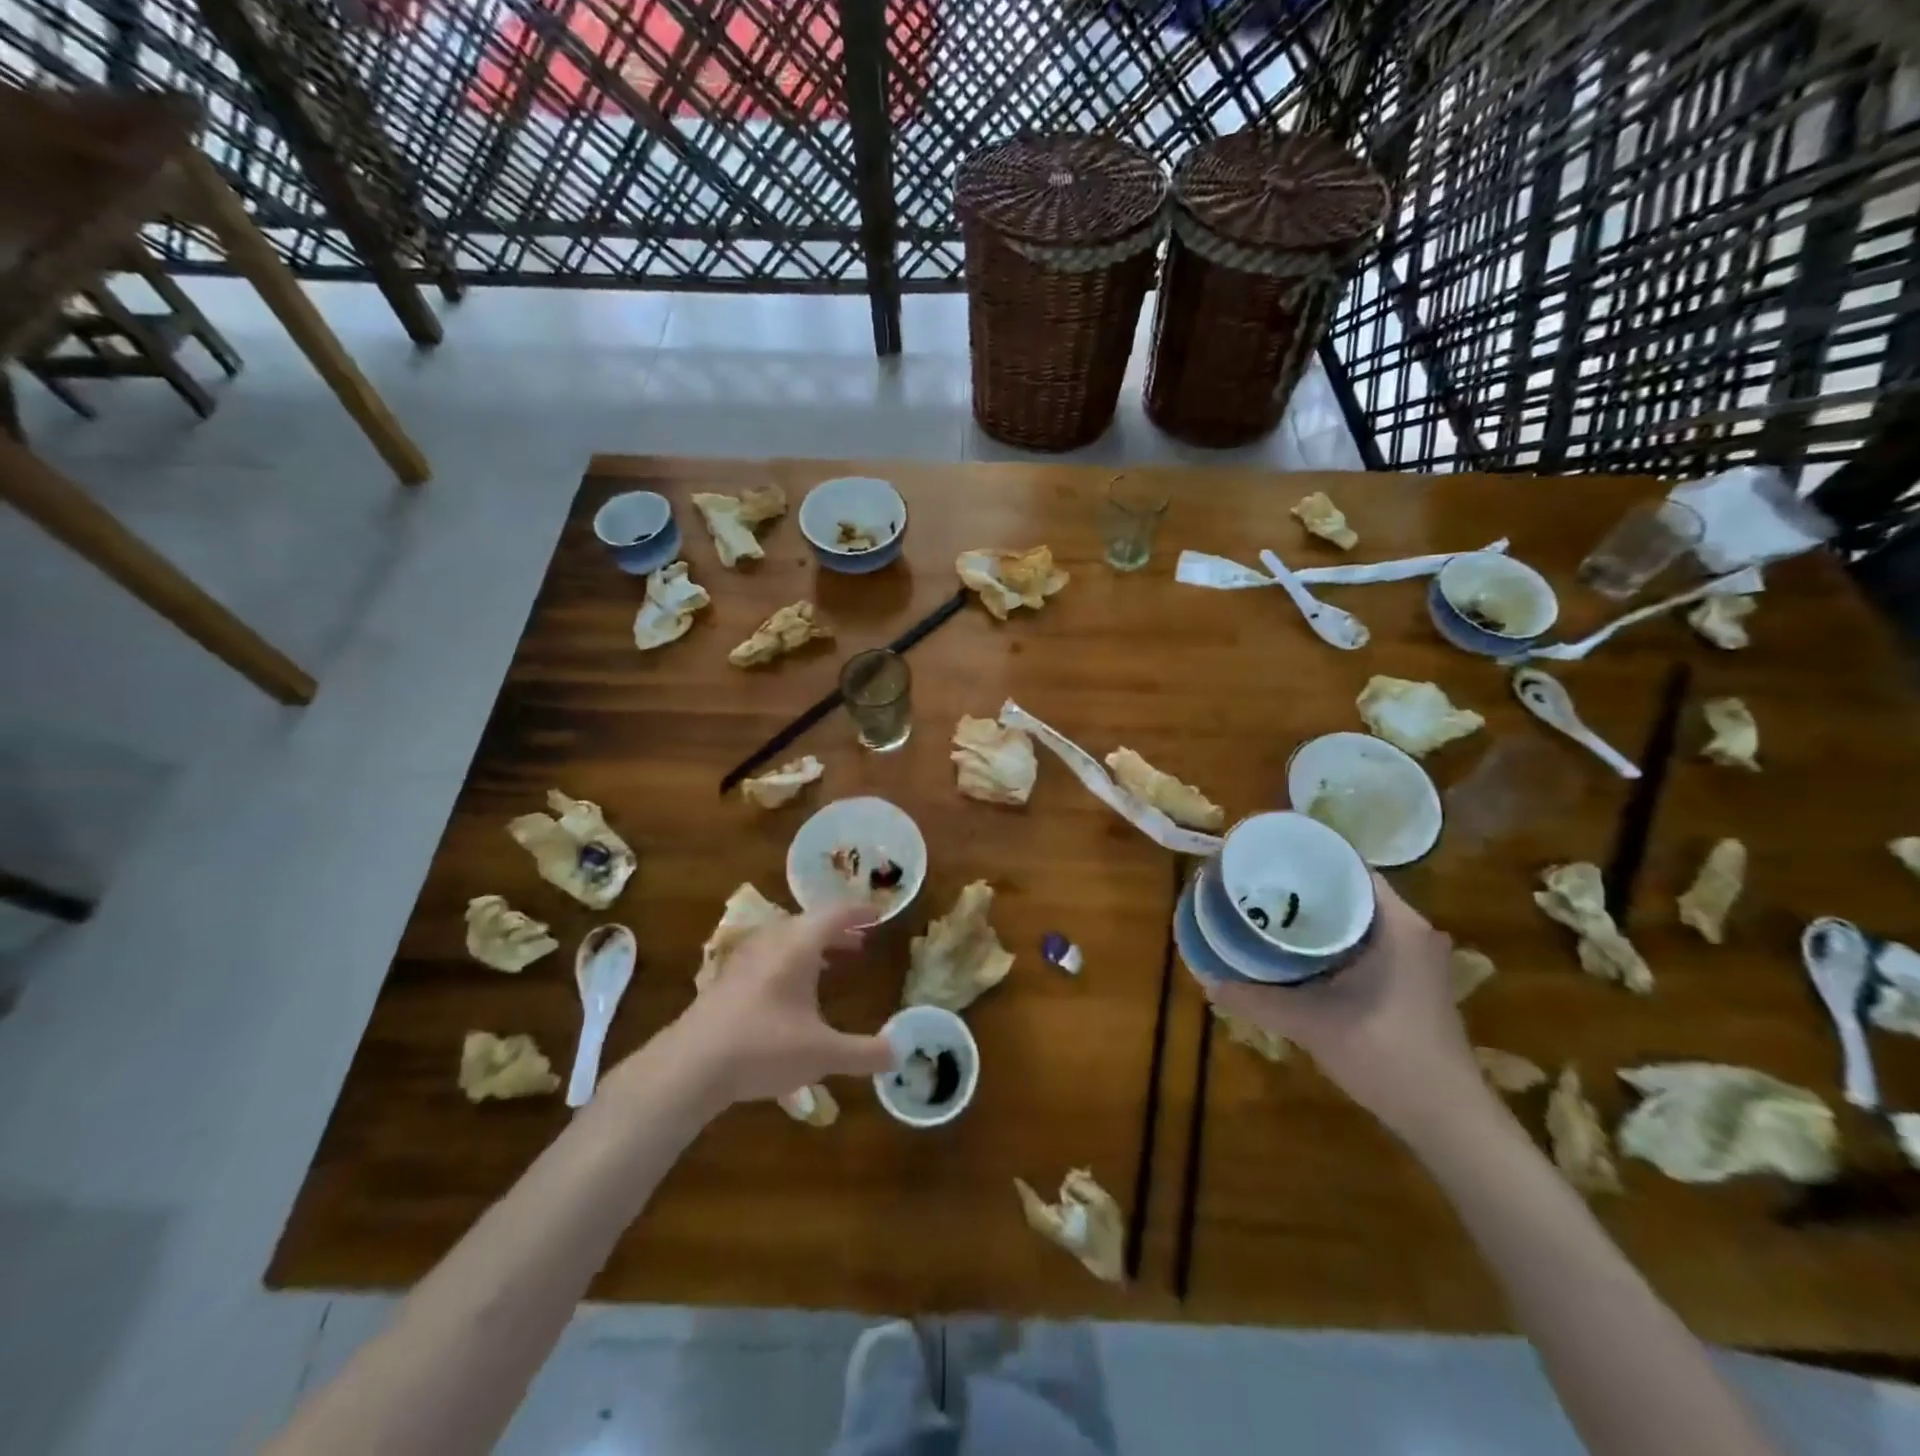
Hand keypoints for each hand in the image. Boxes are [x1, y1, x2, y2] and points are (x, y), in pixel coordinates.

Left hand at [667, 903, 893, 1107]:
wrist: (690, 1066)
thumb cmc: (763, 1048)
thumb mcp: (822, 1054)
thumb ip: (864, 1053)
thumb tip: (899, 1053)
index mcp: (797, 945)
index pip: (834, 913)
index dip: (859, 912)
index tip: (878, 914)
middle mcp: (771, 942)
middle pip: (809, 923)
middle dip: (838, 931)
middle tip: (861, 943)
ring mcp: (745, 959)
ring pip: (786, 940)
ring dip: (813, 947)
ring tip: (833, 964)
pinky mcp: (727, 980)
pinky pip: (768, 956)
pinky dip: (791, 962)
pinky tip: (793, 992)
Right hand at [1202, 873, 1485, 1138]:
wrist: (1448, 1120)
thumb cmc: (1386, 1056)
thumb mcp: (1311, 1024)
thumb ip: (1257, 1000)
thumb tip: (1207, 980)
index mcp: (1398, 925)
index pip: (1350, 867)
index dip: (1307, 859)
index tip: (1267, 858)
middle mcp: (1412, 931)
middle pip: (1351, 891)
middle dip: (1305, 888)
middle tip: (1258, 885)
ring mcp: (1415, 957)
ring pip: (1357, 919)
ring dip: (1318, 917)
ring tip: (1269, 911)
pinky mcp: (1411, 980)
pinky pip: (1365, 942)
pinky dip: (1332, 941)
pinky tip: (1297, 952)